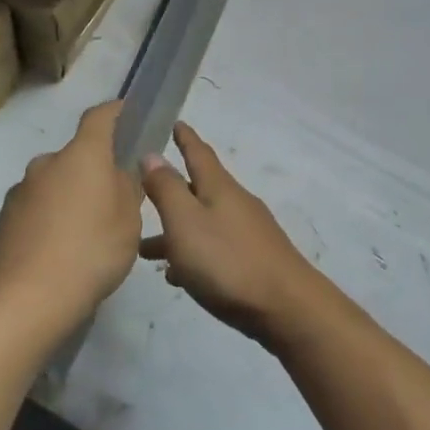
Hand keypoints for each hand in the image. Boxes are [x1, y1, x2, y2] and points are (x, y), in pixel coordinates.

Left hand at [0, 102, 142, 349]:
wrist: (25, 299)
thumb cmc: (90, 252)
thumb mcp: (128, 222)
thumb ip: (126, 190)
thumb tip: (117, 173)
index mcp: (82, 155)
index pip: (99, 117)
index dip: (115, 111)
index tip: (126, 111)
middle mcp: (47, 163)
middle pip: (76, 157)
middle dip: (93, 171)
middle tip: (111, 202)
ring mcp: (20, 191)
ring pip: (54, 184)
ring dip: (69, 198)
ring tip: (84, 236)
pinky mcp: (3, 219)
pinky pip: (35, 209)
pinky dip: (48, 220)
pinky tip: (59, 253)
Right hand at [140, 122, 323, 348]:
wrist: (286, 307)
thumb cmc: (228, 261)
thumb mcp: (186, 222)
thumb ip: (166, 189)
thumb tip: (152, 154)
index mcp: (218, 188)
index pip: (198, 153)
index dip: (185, 137)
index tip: (175, 122)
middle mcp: (235, 203)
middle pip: (198, 189)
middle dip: (171, 191)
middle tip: (143, 191)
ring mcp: (247, 233)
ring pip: (202, 223)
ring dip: (175, 230)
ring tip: (145, 250)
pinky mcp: (253, 261)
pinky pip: (214, 248)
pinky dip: (193, 254)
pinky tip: (177, 276)